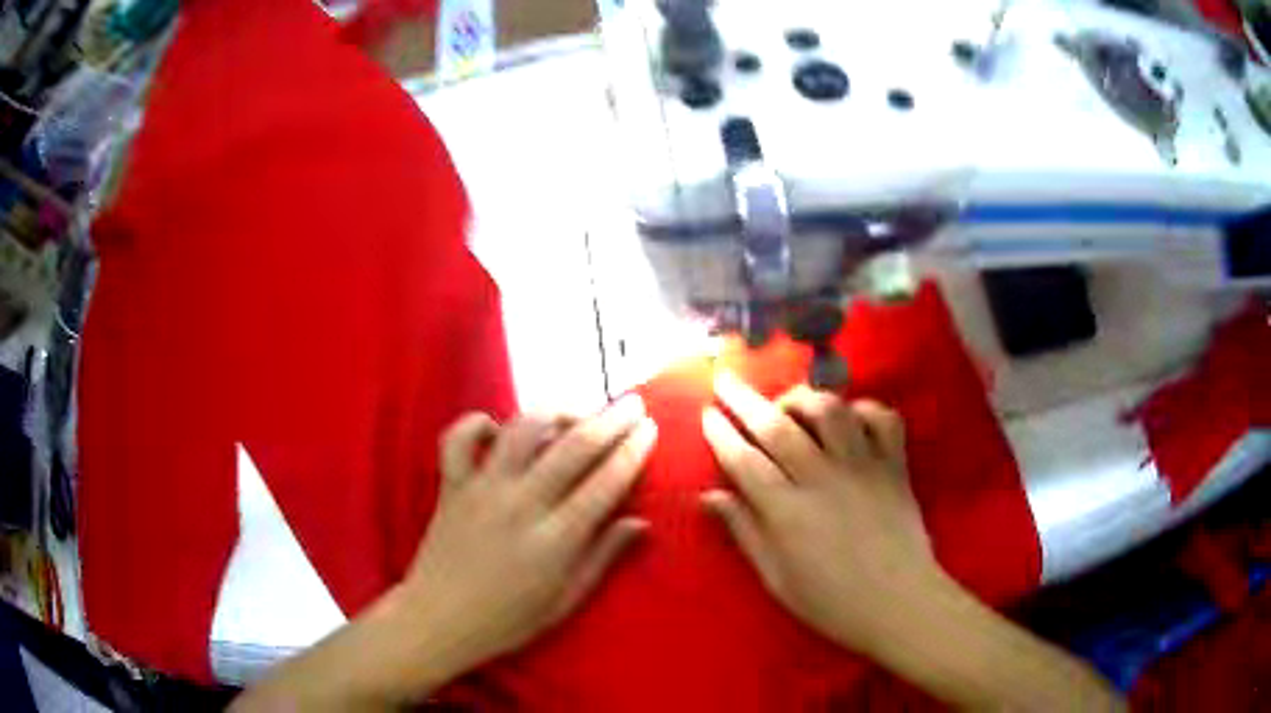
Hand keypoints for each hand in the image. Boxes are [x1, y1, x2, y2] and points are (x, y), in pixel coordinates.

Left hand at [400, 396, 656, 674]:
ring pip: (522, 429)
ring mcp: (482, 488)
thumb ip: (603, 558)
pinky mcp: (451, 484)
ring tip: (576, 412)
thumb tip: (640, 522)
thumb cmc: (509, 619)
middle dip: (610, 419)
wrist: (439, 620)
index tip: (651, 428)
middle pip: (574, 446)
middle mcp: (521, 503)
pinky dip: (478, 423)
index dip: (633, 450)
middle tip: (633, 403)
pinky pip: (459, 437)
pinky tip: (498, 429)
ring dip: (554, 412)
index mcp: (556, 539)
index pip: (606, 481)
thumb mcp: (565, 601)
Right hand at [700, 372, 940, 656]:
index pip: (744, 459)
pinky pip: (882, 418)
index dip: (721, 433)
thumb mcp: (776, 578)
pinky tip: (849, 417)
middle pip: (777, 426)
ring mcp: (863, 465)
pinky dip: (863, 408)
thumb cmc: (831, 601)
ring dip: (802, 398)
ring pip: (829, 410)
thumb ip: (745, 531)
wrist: (899, 603)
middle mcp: (822, 477)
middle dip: (744, 398)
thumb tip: (708, 497)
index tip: (706, 412)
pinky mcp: (894, 464)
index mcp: (787, 510)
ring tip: (787, 402)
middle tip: (725, 379)